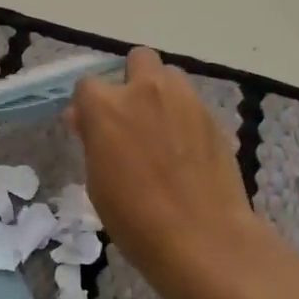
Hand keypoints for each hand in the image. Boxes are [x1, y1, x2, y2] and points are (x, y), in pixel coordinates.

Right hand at [66, 48, 260, 297]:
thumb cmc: (136, 219)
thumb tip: (84, 118)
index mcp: (107, 107)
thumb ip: (92, 139)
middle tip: (131, 118)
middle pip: (137, 60)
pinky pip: (192, 103)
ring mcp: (186, 100)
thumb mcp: (97, 182)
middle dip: (131, 80)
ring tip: (162, 132)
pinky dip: (184, 117)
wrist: (203, 238)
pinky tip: (186, 151)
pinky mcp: (214, 117)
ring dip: (161, 94)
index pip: (88, 85)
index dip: (89, 105)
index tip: (92, 128)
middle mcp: (147, 91)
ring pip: (170, 77)